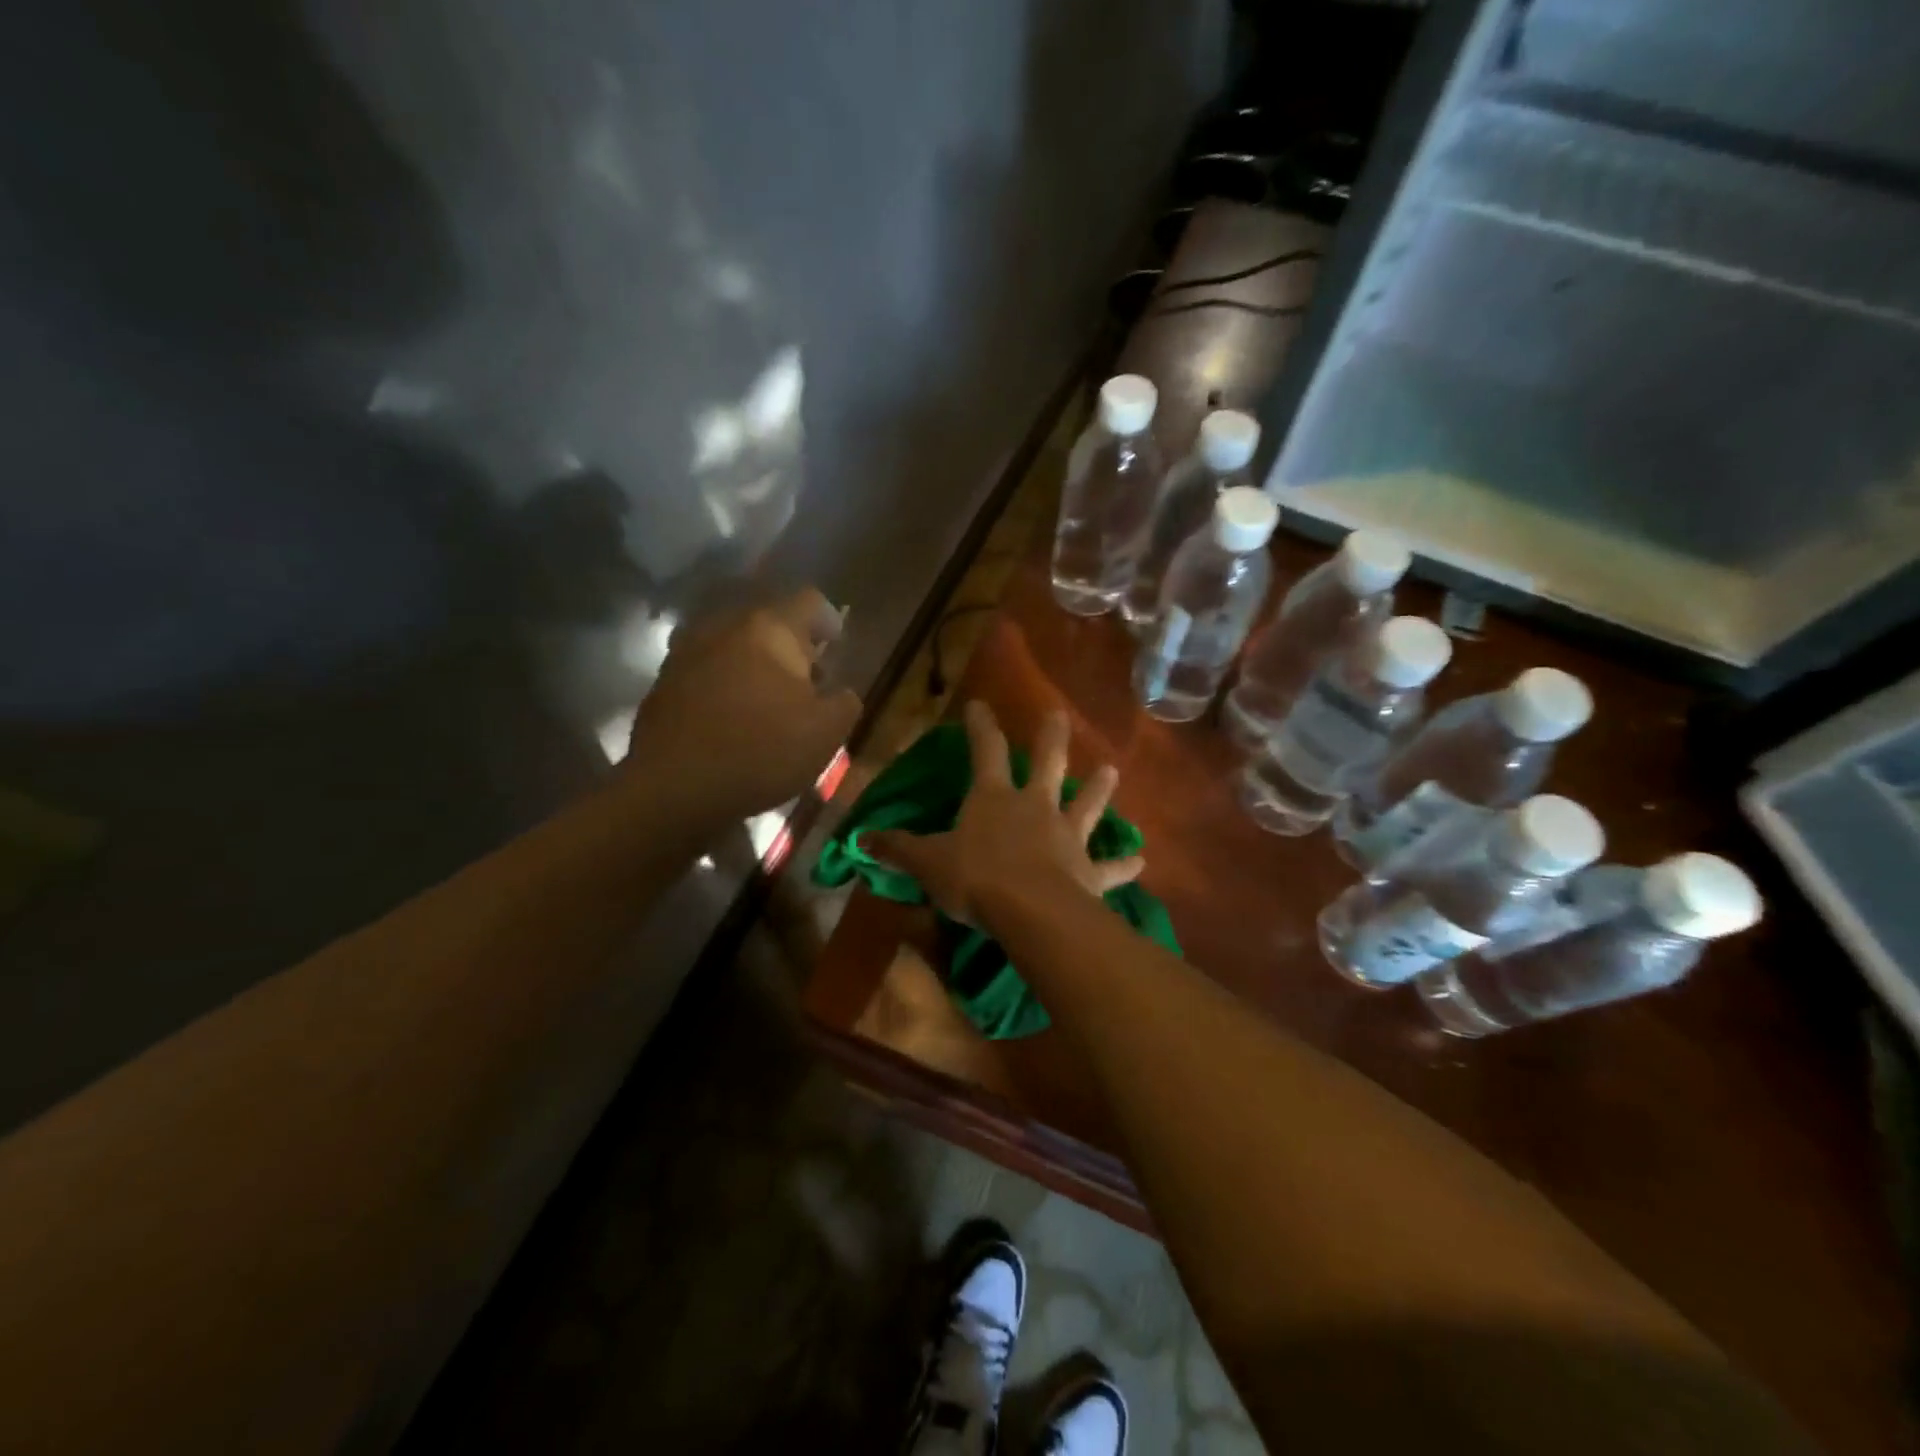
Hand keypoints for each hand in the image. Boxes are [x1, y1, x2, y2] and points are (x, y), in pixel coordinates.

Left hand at [625, 588, 860, 822]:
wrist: (674, 787)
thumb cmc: (762, 751)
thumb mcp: (826, 733)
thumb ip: (844, 703)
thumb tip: (840, 692)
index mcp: (770, 628)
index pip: (809, 601)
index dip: (828, 621)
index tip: (836, 647)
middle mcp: (725, 626)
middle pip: (768, 622)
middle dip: (791, 647)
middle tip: (807, 682)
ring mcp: (687, 651)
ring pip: (734, 646)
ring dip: (755, 665)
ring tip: (769, 701)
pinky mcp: (663, 682)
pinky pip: (707, 671)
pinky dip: (725, 685)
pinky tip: (733, 718)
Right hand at [867, 702, 1143, 923]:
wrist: (1031, 911)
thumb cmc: (976, 878)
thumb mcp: (928, 863)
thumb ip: (898, 849)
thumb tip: (860, 839)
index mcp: (994, 799)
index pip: (984, 751)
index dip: (980, 726)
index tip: (980, 704)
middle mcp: (1035, 807)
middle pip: (1048, 764)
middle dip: (1051, 737)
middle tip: (1060, 714)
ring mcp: (1067, 836)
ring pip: (1086, 805)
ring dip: (1099, 789)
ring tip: (1111, 771)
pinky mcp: (1089, 871)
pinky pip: (1110, 867)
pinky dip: (1125, 865)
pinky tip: (1141, 862)